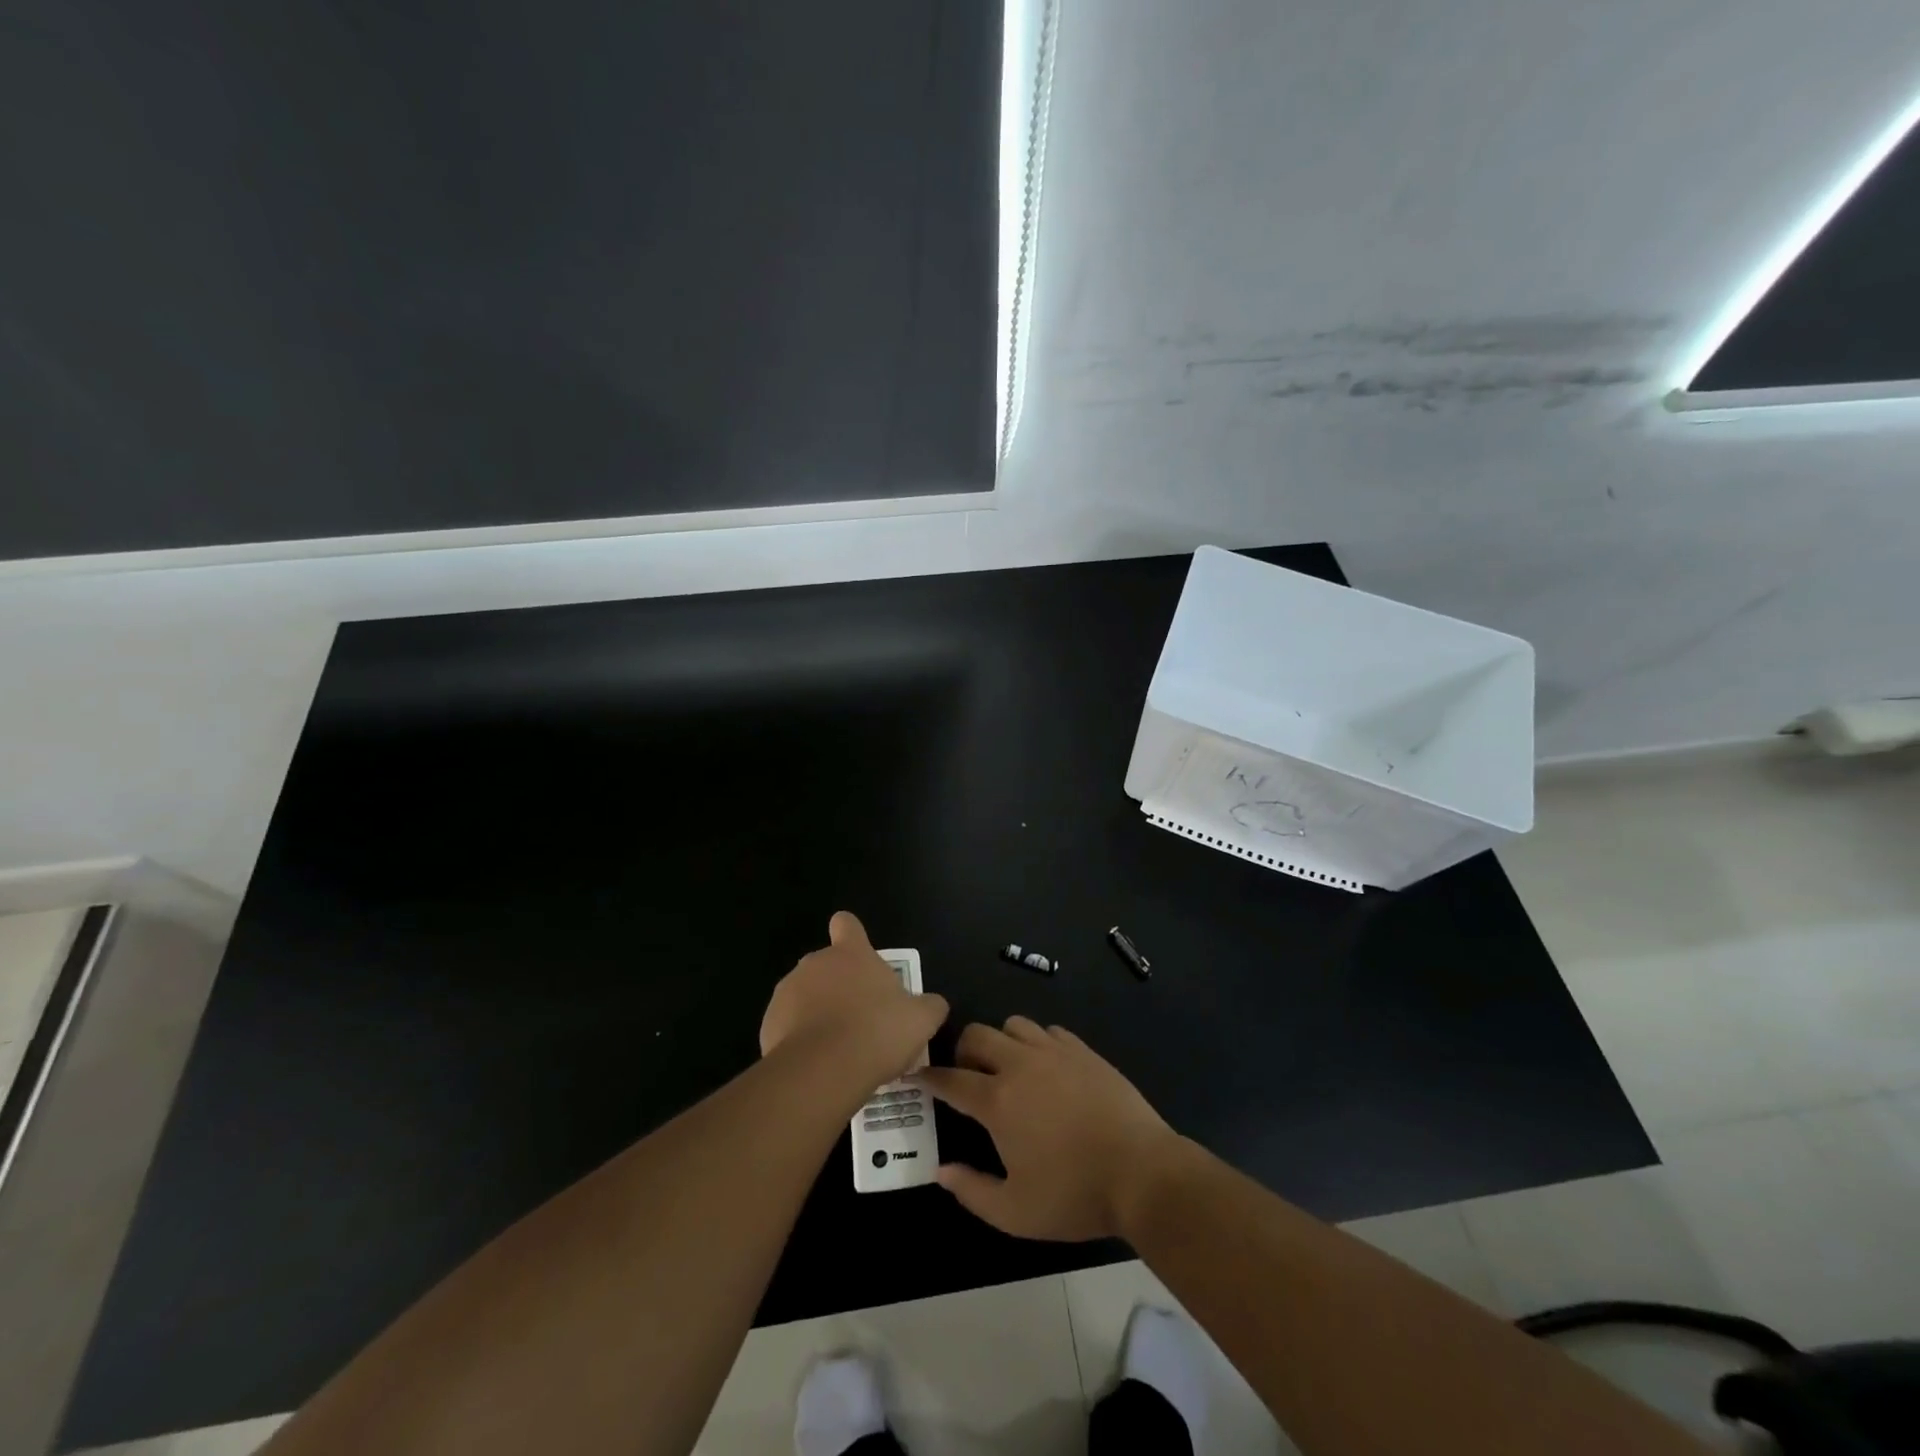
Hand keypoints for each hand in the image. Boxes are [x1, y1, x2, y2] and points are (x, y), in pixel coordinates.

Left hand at [760, 913, 949, 1088]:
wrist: (823, 1070)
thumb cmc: (878, 1032)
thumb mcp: (920, 1020)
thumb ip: (929, 1006)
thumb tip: (934, 1004)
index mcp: (851, 953)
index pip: (847, 924)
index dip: (852, 935)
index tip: (859, 956)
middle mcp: (815, 963)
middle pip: (827, 966)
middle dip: (840, 987)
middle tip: (861, 1020)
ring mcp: (787, 992)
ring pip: (805, 997)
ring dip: (818, 1014)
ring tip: (839, 1049)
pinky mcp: (768, 1024)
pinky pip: (787, 1026)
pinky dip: (800, 1041)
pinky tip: (817, 1065)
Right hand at [920, 1017, 1179, 1241]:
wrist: (1142, 1172)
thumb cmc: (1074, 1195)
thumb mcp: (1015, 1212)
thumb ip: (971, 1191)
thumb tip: (940, 1171)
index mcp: (998, 1101)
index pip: (951, 1079)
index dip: (929, 1077)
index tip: (917, 1075)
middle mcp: (1020, 1065)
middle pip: (977, 1035)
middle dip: (962, 1051)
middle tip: (967, 1076)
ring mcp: (1054, 1052)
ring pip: (1013, 1024)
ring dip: (1001, 1041)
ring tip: (1008, 1068)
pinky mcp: (1083, 1050)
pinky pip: (1049, 1030)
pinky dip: (1038, 1042)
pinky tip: (1047, 1067)